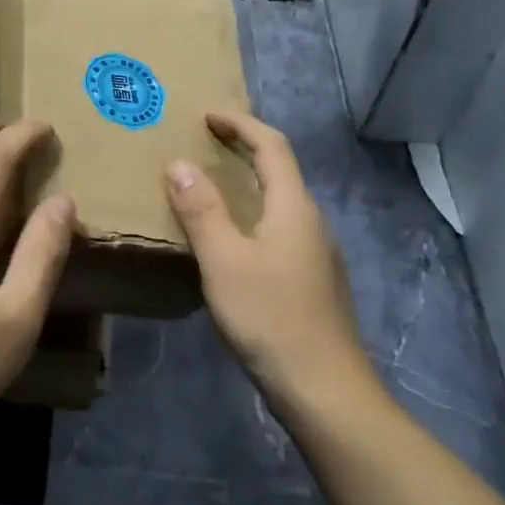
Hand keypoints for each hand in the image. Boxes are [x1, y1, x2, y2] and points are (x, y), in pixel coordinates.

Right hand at [165, 110, 377, 406]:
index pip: (271, 146)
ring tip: (209, 185)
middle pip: (280, 169)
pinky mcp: (312, 279)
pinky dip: (252, 211)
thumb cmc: (271, 317)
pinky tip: (230, 237)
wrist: (325, 390)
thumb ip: (201, 210)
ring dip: (247, 181)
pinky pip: (279, 226)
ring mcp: (316, 252)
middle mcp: (311, 221)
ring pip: (280, 200)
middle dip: (243, 147)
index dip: (240, 123)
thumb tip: (179, 164)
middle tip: (204, 142)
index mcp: (294, 207)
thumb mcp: (224, 261)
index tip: (207, 115)